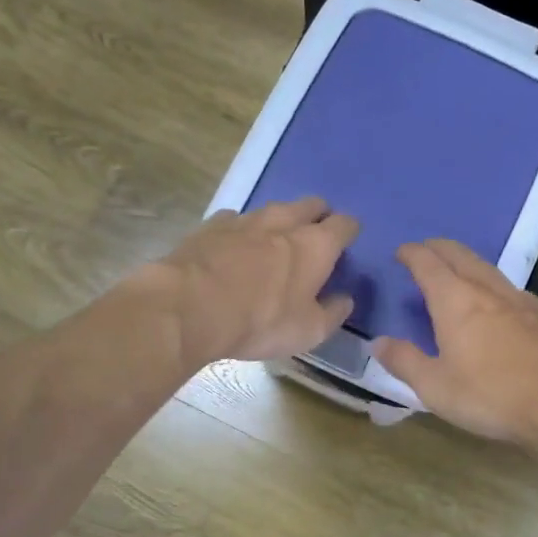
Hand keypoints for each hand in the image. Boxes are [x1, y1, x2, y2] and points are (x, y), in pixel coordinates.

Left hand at [149, 198, 358, 366]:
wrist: (189, 307)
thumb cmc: (260, 321)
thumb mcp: (308, 331)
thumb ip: (333, 313)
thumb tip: (345, 299)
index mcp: (316, 245)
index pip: (344, 224)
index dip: (349, 232)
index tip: (347, 244)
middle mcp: (284, 222)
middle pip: (311, 204)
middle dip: (318, 216)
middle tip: (314, 238)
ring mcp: (246, 219)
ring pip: (273, 209)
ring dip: (280, 222)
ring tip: (275, 243)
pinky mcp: (212, 225)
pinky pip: (236, 220)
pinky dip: (242, 231)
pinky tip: (234, 248)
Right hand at [371, 239, 537, 447]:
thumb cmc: (493, 395)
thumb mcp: (436, 387)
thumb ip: (405, 362)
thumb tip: (378, 342)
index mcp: (455, 301)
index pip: (428, 263)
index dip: (412, 254)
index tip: (401, 252)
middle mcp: (487, 290)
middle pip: (460, 255)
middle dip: (438, 248)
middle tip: (424, 251)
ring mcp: (520, 300)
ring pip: (487, 268)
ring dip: (466, 262)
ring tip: (455, 271)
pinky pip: (508, 287)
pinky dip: (490, 283)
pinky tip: (494, 301)